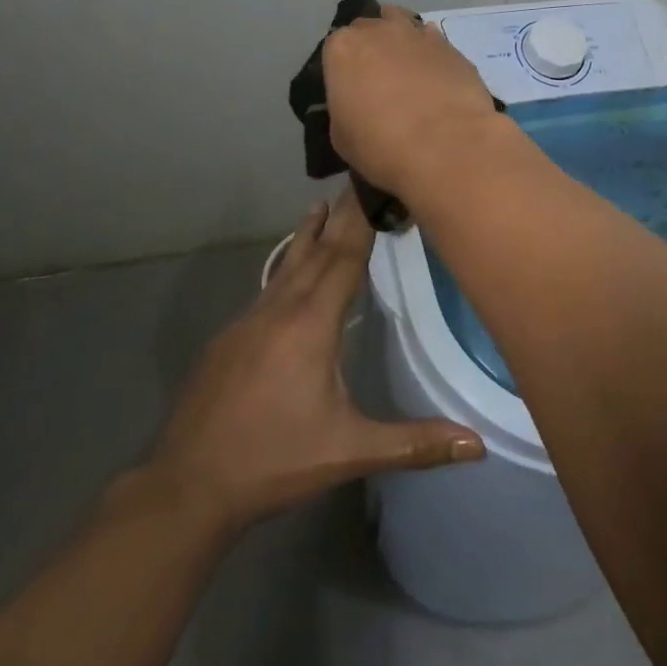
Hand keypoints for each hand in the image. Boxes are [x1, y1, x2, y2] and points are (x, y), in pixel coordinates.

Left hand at [144, 190, 484, 533]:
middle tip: (356, 180)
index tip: (374, 183)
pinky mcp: (229, 337)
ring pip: (286, 265)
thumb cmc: (275, 460)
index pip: (344, 258)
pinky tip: (288, 271)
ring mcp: (249, 320)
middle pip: (316, 251)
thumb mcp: (350, 452)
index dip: (362, 221)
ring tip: (320, 205)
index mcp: (311, 324)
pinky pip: (268, 287)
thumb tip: (478, 445)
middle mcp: (280, 309)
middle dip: (339, 216)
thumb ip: (414, 443)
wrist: (188, 485)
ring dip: (308, 235)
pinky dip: (285, 265)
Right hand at [321, 5, 509, 198]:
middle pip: (368, 29)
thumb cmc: (381, 145)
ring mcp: (418, 34)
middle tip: (376, 80)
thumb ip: (345, 109)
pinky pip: (433, 42)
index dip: (342, 68)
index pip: (335, 47)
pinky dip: (430, 54)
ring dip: (400, 40)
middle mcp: (379, 31)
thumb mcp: (341, 137)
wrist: (446, 146)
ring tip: (406, 70)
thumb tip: (358, 109)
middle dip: (370, 48)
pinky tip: (434, 76)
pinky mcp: (451, 47)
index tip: (348, 89)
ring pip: (403, 24)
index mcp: (343, 48)